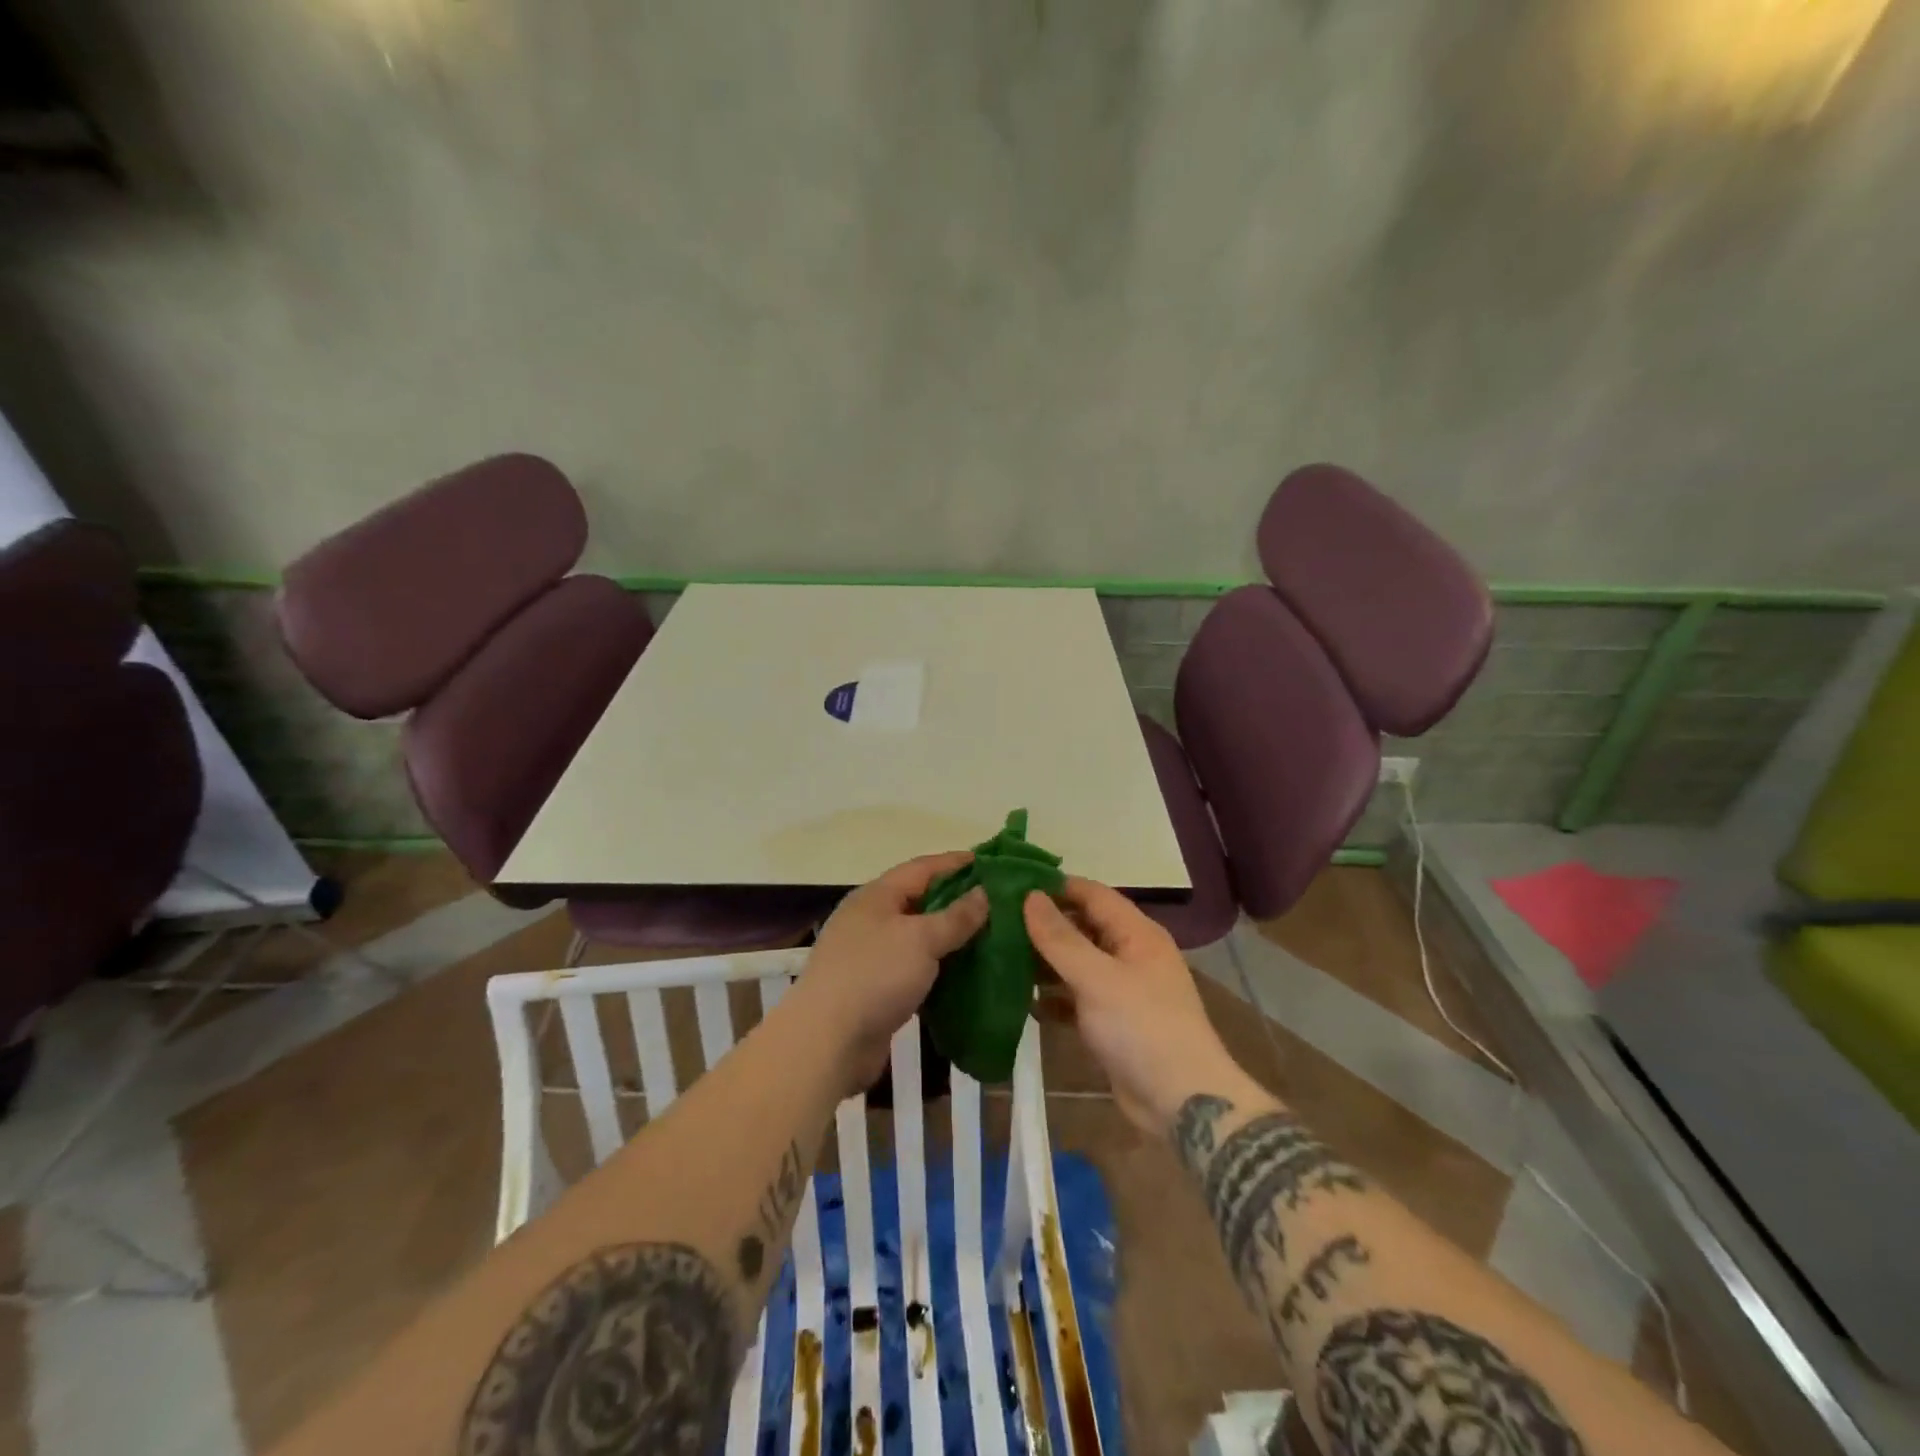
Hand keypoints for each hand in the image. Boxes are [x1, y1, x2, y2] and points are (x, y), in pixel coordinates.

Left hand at [797, 852, 989, 1094]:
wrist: (827, 1042)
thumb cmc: (875, 976)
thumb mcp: (921, 939)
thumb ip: (955, 916)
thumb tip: (983, 892)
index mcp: (877, 896)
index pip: (923, 868)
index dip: (956, 863)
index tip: (992, 863)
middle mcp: (871, 919)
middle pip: (920, 900)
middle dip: (957, 900)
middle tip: (998, 903)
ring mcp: (870, 954)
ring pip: (918, 936)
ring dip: (950, 937)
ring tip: (990, 937)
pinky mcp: (875, 988)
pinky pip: (914, 967)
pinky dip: (938, 967)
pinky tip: (965, 973)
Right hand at [1024, 878, 1252, 1131]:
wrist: (1182, 1104)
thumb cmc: (1141, 1028)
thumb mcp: (1096, 978)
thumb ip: (1060, 938)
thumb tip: (1029, 896)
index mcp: (1136, 933)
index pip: (1091, 894)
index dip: (1054, 886)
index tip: (1011, 884)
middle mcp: (1130, 954)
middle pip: (1082, 927)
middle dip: (1043, 924)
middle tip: (996, 920)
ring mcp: (1121, 990)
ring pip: (1076, 963)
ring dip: (1044, 961)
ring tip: (999, 955)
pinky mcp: (1111, 1022)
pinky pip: (1076, 998)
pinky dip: (1053, 997)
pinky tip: (1021, 1000)